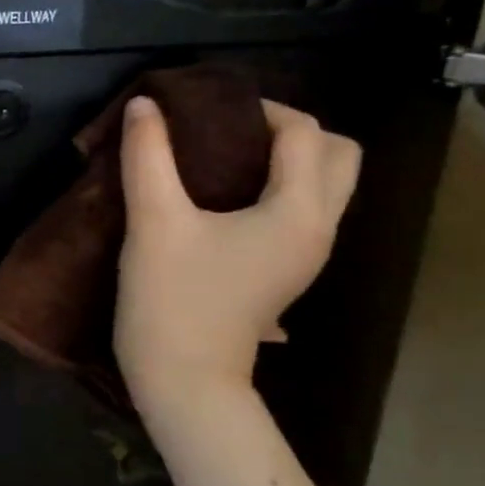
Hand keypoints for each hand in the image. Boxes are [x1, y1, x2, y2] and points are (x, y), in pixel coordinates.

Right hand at [115, 96, 359, 421]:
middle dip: (294, 131)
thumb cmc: (172, 299)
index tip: (207, 110)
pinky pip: (302, 211)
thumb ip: (148, 157)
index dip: (260, 109)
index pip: (305, 133)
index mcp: (298, 212)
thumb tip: (145, 105)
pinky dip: (279, 188)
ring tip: (225, 157)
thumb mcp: (154, 221)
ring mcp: (307, 255)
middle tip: (233, 131)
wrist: (184, 380)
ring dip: (289, 160)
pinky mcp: (286, 271)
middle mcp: (319, 229)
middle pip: (339, 156)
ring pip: (325, 186)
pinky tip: (225, 195)